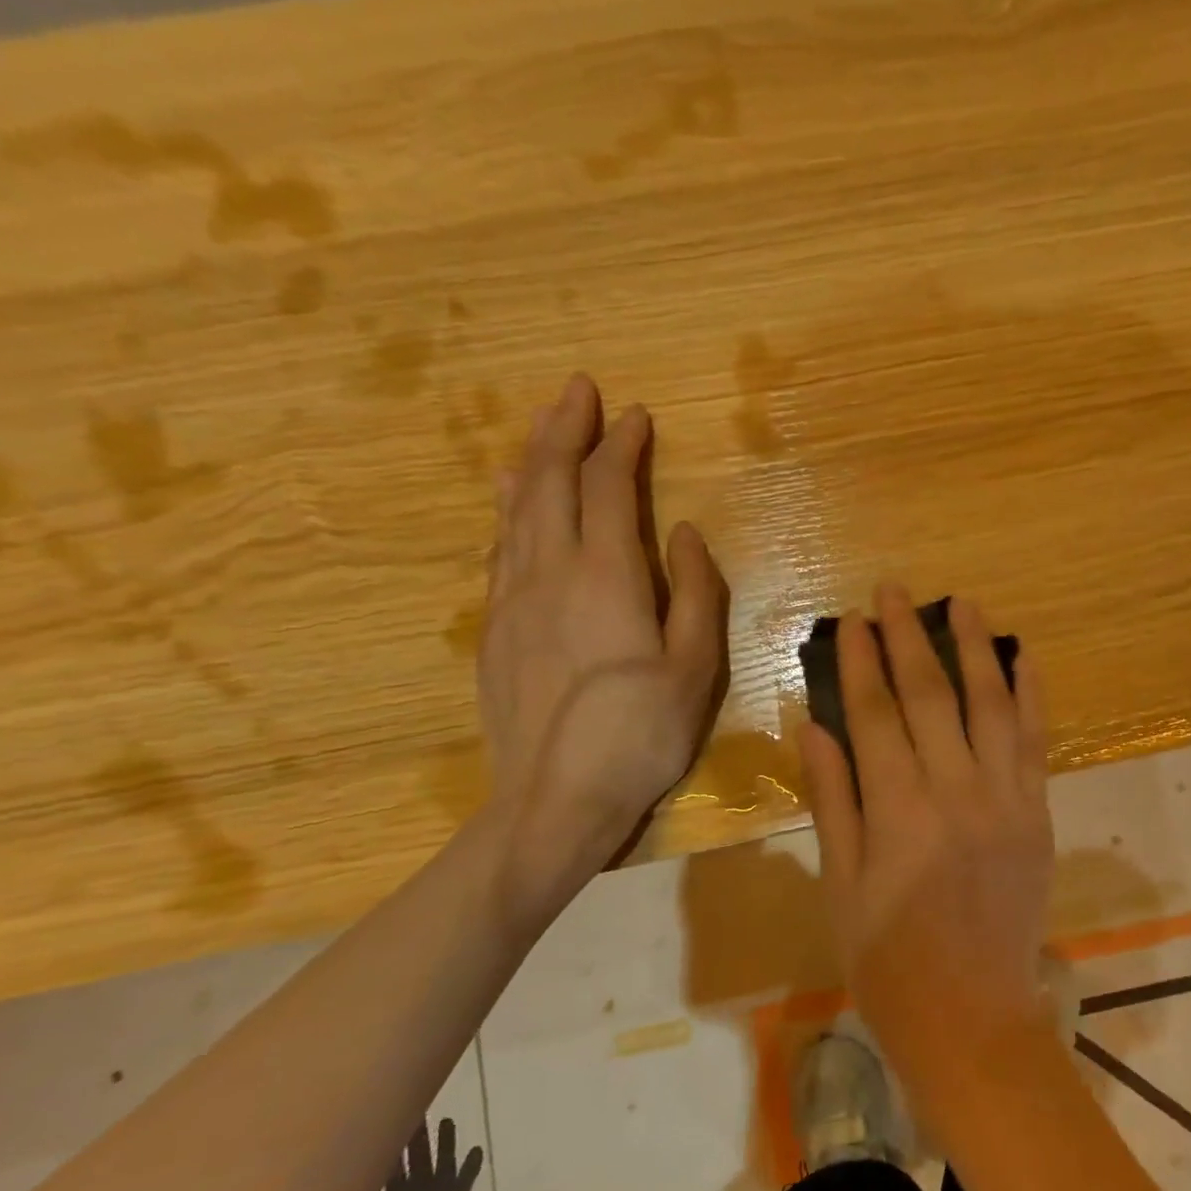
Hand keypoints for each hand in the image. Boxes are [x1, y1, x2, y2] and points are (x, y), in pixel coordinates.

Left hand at [479, 375, 726, 901]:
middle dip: (564, 429)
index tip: (636, 415)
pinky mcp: (493, 629)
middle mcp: (550, 571)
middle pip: (549, 481)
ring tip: (542, 427)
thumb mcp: (696, 669)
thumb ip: (697, 593)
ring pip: (515, 509)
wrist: (554, 800)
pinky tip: (508, 500)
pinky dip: (508, 509)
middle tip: (578, 390)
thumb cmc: (641, 735)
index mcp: (606, 577)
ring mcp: (512, 599)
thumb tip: (685, 534)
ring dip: (531, 460)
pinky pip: (499, 547)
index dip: (621, 446)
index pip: (609, 488)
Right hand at [798, 584, 1053, 1126]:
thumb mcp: (842, 886)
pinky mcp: (1037, 814)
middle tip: (894, 591)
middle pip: (930, 697)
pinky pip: (1035, 743)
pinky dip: (1030, 696)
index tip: (851, 621)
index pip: (874, 716)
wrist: (973, 1017)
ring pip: (990, 706)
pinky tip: (1023, 658)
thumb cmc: (889, 961)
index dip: (860, 663)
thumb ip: (833, 801)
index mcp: (898, 813)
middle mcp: (955, 793)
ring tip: (961, 603)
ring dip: (975, 649)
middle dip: (908, 638)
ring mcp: (1006, 800)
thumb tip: (814, 727)